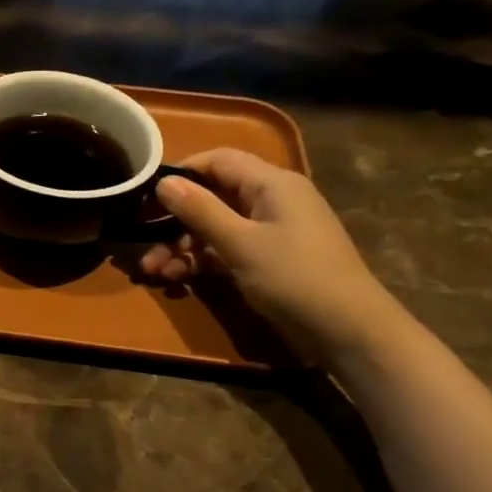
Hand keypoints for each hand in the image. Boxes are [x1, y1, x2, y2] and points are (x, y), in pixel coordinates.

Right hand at [141, 149, 404, 363]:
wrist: (348, 331)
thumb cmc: (294, 278)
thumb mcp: (240, 243)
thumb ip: (200, 210)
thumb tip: (164, 182)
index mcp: (271, 183)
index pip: (218, 161)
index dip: (180, 174)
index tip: (145, 196)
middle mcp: (272, 200)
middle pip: (213, 197)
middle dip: (175, 222)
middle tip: (143, 244)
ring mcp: (271, 232)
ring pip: (216, 227)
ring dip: (183, 247)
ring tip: (155, 273)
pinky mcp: (269, 260)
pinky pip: (227, 250)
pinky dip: (203, 262)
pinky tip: (179, 281)